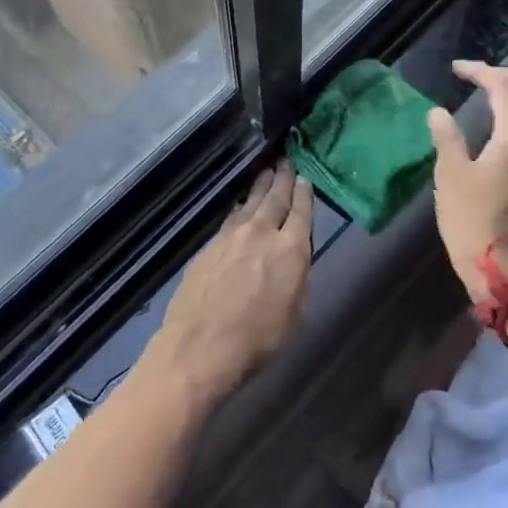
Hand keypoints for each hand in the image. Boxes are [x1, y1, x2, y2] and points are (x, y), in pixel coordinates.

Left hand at [140, 163, 313, 407]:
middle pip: (275, 198)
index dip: (305, 193)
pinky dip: (240, 207)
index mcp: (291, 249)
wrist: (201, 346)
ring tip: (267, 171)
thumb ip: (297, 279)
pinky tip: (241, 205)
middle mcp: (262, 233)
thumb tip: (294, 260)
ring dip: (261, 186)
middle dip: (283, 178)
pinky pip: (231, 217)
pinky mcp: (209, 246)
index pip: (302, 211)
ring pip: (251, 203)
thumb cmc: (258, 339)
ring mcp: (232, 236)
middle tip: (286, 161)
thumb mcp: (295, 313)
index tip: (305, 178)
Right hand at [427, 61, 507, 299]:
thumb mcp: (450, 175)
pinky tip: (506, 121)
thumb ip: (447, 137)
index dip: (481, 72)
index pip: (506, 87)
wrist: (501, 265)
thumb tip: (438, 113)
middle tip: (482, 77)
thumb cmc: (471, 219)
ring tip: (494, 93)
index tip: (457, 70)